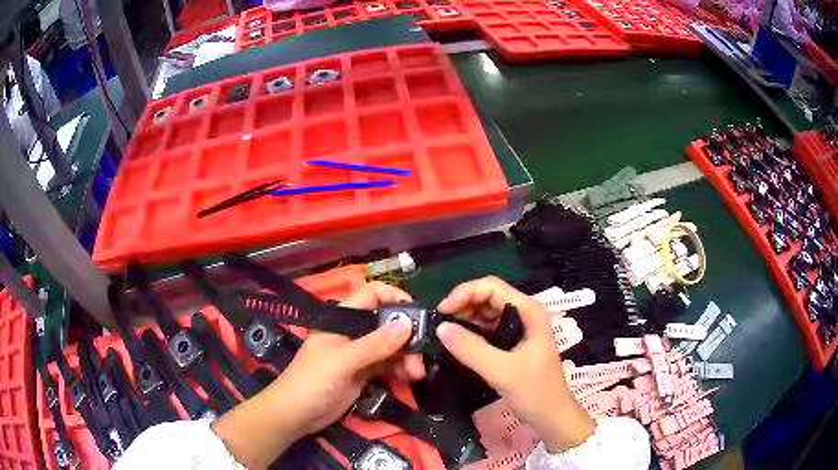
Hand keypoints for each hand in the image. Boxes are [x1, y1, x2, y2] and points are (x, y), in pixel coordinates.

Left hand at [212, 282, 420, 468]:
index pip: (371, 295)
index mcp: (342, 319)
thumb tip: (407, 323)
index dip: (394, 298)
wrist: (296, 414)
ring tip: (416, 374)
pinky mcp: (364, 373)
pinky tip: (409, 378)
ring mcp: (359, 353)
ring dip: (407, 356)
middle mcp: (353, 332)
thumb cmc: (312, 381)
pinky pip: (388, 365)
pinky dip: (400, 369)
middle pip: (387, 323)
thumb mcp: (343, 361)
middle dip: (406, 336)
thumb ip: (375, 344)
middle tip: (420, 356)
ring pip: (391, 346)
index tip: (416, 313)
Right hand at [436, 276, 595, 452]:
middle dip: (462, 306)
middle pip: (487, 296)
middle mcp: (523, 313)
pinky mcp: (512, 343)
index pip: (491, 287)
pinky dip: (471, 332)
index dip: (464, 293)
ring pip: (485, 313)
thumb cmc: (534, 391)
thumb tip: (440, 328)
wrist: (552, 416)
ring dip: (464, 319)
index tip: (441, 312)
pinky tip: (456, 343)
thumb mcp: (501, 371)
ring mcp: (518, 327)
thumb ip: (471, 349)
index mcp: (528, 310)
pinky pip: (487, 329)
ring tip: (443, 334)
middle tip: (438, 324)